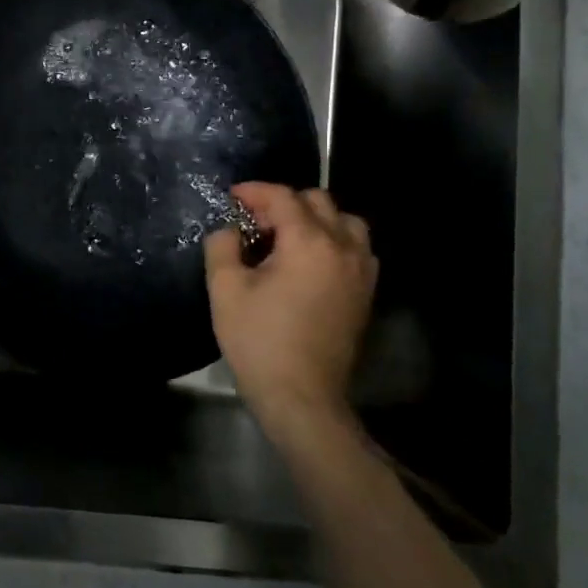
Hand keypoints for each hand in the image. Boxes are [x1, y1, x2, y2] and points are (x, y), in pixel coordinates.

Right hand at [204, 183, 377, 442]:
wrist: (302, 396)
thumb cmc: (259, 340)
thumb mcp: (225, 289)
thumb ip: (222, 246)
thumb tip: (229, 230)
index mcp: (309, 242)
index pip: (283, 197)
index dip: (254, 191)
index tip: (231, 197)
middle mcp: (343, 247)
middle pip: (318, 202)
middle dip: (284, 203)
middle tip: (256, 222)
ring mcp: (361, 271)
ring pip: (345, 222)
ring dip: (316, 220)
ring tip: (288, 239)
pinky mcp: (366, 293)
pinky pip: (357, 249)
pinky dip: (334, 242)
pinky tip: (310, 262)